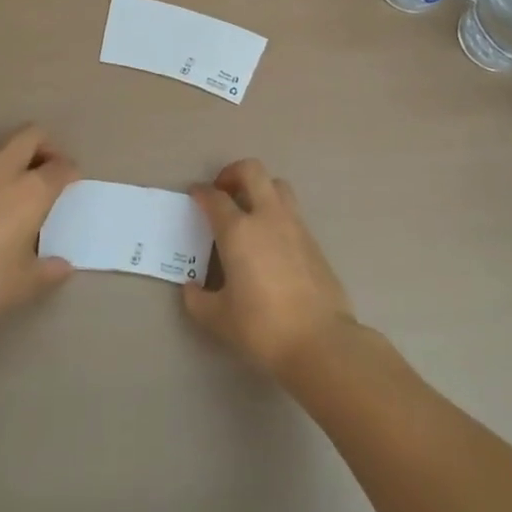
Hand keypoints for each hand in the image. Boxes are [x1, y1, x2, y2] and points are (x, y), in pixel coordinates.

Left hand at [0, 125, 78, 327]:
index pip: (61, 165)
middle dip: (46, 147)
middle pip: (31, 136)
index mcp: (32, 190)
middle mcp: (5, 172)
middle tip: (50, 174)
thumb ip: (48, 271)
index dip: (71, 172)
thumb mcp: (24, 284)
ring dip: (19, 159)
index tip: (72, 186)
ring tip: (23, 192)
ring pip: (4, 148)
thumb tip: (62, 266)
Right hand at [183, 160, 357, 376]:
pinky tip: (270, 240)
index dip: (201, 193)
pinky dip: (276, 212)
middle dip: (232, 173)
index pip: (215, 198)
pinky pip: (292, 211)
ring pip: (277, 185)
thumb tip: (191, 287)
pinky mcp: (313, 240)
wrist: (320, 341)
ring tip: (248, 211)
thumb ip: (197, 299)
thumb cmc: (262, 327)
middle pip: (251, 171)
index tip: (194, 196)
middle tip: (223, 192)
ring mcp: (295, 225)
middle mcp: (267, 217)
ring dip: (260, 188)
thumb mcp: (218, 319)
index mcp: (238, 231)